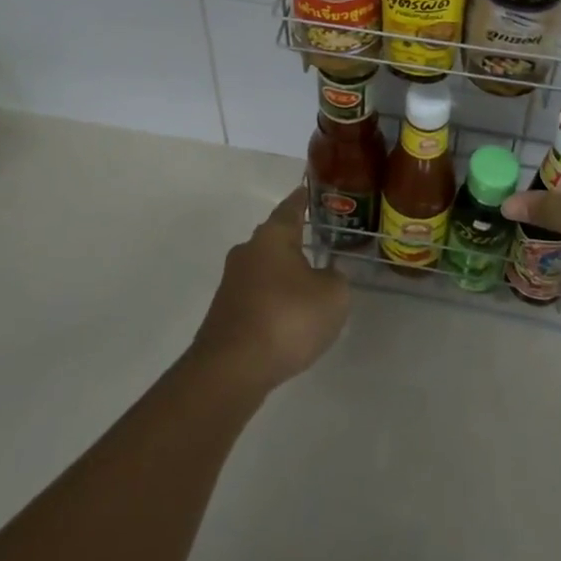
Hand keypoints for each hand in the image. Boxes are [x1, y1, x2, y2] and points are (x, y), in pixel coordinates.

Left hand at [191, 185, 348, 393]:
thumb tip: (326, 275)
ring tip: (306, 284)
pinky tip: (287, 318)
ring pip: (263, 268)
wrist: (231, 370)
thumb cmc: (287, 319)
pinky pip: (255, 296)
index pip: (291, 207)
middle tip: (317, 242)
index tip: (309, 191)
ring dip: (282, 274)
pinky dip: (272, 300)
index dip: (303, 199)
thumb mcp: (332, 296)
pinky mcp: (224, 313)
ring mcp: (231, 283)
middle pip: (274, 237)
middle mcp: (248, 251)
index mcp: (273, 236)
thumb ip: (336, 279)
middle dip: (293, 239)